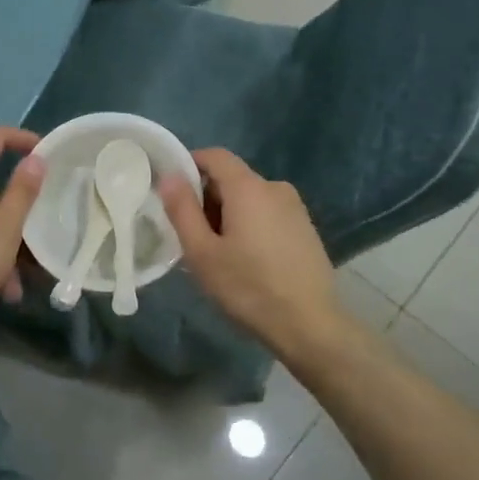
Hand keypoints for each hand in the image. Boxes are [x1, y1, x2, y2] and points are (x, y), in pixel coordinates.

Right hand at [158, 148, 342, 360]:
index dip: (190, 165)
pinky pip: (268, 214)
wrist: (309, 324)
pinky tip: (247, 262)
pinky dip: (250, 226)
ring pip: (250, 199)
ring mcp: (295, 208)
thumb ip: (182, 210)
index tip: (173, 193)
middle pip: (232, 178)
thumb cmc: (248, 287)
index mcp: (249, 187)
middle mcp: (275, 188)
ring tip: (218, 254)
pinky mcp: (306, 229)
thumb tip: (169, 176)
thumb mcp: (202, 253)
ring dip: (229, 215)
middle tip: (192, 236)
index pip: (215, 156)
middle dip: (207, 198)